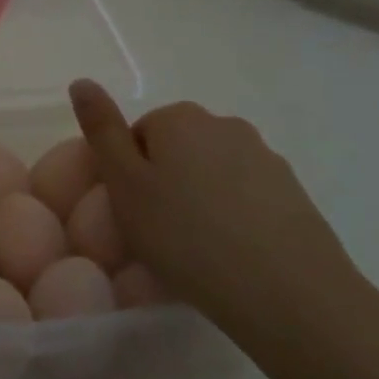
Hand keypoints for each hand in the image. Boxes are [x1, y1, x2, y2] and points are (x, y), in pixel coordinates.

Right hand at [69, 81, 365, 348]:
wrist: (292, 297)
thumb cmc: (188, 237)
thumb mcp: (124, 185)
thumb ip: (101, 130)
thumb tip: (82, 81)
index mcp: (180, 118)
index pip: (136, 133)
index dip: (128, 172)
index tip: (133, 210)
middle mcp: (225, 125)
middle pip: (176, 148)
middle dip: (164, 181)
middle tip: (159, 230)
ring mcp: (267, 159)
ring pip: (212, 173)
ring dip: (199, 199)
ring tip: (197, 249)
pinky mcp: (296, 196)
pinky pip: (246, 198)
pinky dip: (233, 218)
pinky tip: (232, 256)